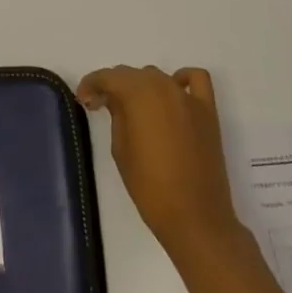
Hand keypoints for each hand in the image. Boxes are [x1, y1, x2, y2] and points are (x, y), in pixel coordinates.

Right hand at [79, 65, 241, 265]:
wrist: (195, 217)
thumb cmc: (149, 186)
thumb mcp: (120, 149)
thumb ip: (116, 115)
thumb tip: (113, 99)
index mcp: (138, 94)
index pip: (108, 77)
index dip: (91, 84)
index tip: (83, 99)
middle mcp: (164, 86)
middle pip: (132, 74)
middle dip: (113, 86)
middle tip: (101, 105)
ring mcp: (189, 98)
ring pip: (158, 77)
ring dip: (141, 85)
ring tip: (132, 107)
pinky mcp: (208, 112)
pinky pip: (196, 80)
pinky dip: (182, 79)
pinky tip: (172, 94)